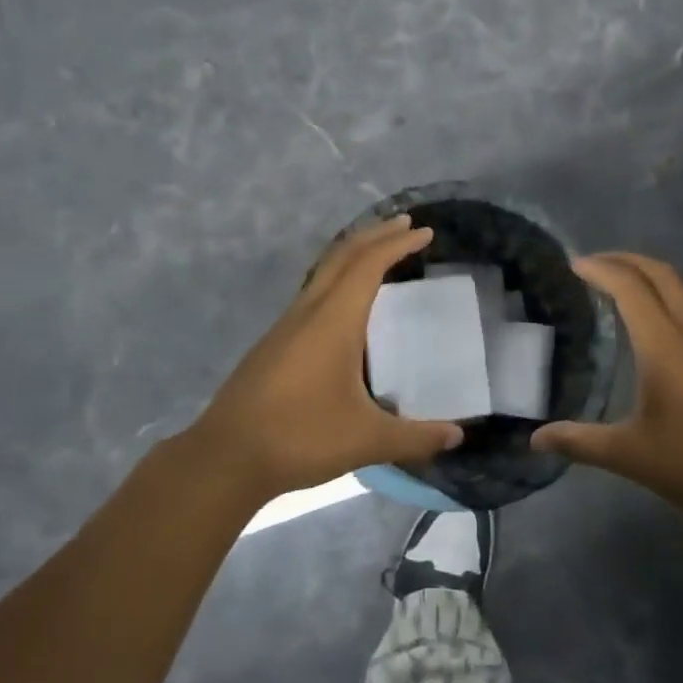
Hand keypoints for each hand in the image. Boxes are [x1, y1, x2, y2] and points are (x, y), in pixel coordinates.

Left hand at [186, 215, 461, 499]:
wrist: (225, 457)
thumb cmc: (300, 437)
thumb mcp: (367, 440)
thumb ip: (416, 438)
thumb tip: (457, 437)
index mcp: (333, 320)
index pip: (368, 265)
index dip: (397, 244)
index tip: (425, 232)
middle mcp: (308, 311)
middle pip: (343, 255)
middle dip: (376, 235)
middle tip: (406, 225)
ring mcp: (286, 325)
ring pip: (323, 272)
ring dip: (353, 255)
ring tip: (379, 255)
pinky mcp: (274, 343)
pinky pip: (312, 293)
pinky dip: (337, 280)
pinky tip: (346, 306)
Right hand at [532, 252, 682, 533]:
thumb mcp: (630, 456)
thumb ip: (580, 442)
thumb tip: (535, 439)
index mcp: (663, 345)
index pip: (630, 288)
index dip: (600, 270)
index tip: (570, 264)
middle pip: (660, 274)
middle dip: (624, 259)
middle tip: (591, 264)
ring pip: (682, 286)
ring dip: (651, 272)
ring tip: (622, 281)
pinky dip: (670, 293)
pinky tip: (658, 319)